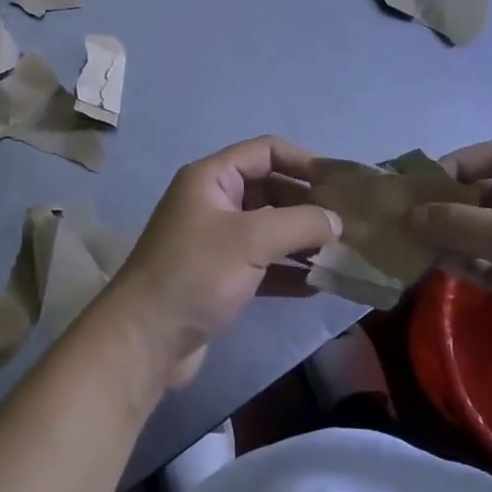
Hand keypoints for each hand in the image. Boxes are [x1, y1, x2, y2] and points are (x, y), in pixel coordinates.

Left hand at [101, 137, 341, 388]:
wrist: (144, 340)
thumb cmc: (195, 273)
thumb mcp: (251, 240)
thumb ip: (299, 223)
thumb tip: (337, 220)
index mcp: (212, 178)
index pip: (265, 151)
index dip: (304, 161)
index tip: (340, 183)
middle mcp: (213, 202)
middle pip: (269, 189)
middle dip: (307, 204)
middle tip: (348, 222)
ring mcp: (215, 241)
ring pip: (268, 229)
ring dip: (302, 239)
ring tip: (342, 253)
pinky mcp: (219, 278)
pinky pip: (262, 264)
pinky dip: (288, 270)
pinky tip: (319, 285)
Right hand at [409, 141, 491, 425]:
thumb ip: (464, 222)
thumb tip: (412, 214)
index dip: (460, 163)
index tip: (422, 184)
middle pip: (488, 192)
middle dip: (448, 200)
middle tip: (406, 212)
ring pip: (483, 230)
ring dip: (448, 232)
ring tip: (409, 239)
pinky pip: (485, 264)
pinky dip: (459, 261)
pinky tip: (430, 264)